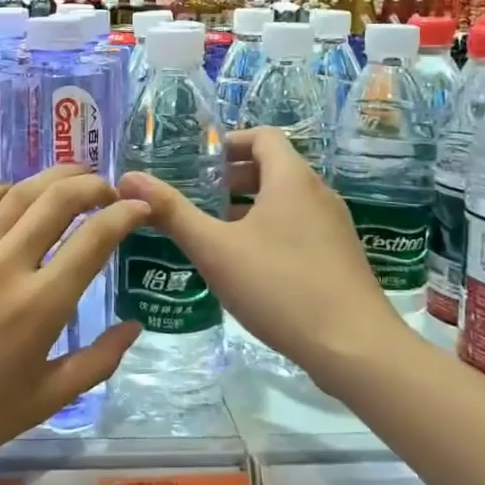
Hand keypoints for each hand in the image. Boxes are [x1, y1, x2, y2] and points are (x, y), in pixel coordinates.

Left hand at [0, 165, 145, 481]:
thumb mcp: (46, 400)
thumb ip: (98, 361)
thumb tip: (134, 326)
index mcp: (41, 305)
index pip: (95, 239)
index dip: (125, 215)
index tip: (141, 208)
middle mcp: (7, 266)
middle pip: (59, 200)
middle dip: (93, 185)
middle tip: (109, 189)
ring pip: (18, 193)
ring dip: (53, 177)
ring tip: (74, 176)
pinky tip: (13, 194)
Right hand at [118, 128, 407, 385]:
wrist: (355, 347)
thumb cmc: (280, 287)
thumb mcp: (215, 249)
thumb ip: (172, 212)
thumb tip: (130, 178)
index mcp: (291, 178)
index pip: (263, 136)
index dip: (229, 142)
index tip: (198, 161)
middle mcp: (318, 192)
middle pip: (274, 167)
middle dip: (233, 176)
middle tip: (197, 194)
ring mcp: (334, 226)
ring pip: (286, 199)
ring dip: (251, 204)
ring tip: (215, 228)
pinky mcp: (340, 256)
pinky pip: (299, 225)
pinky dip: (271, 227)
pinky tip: (248, 263)